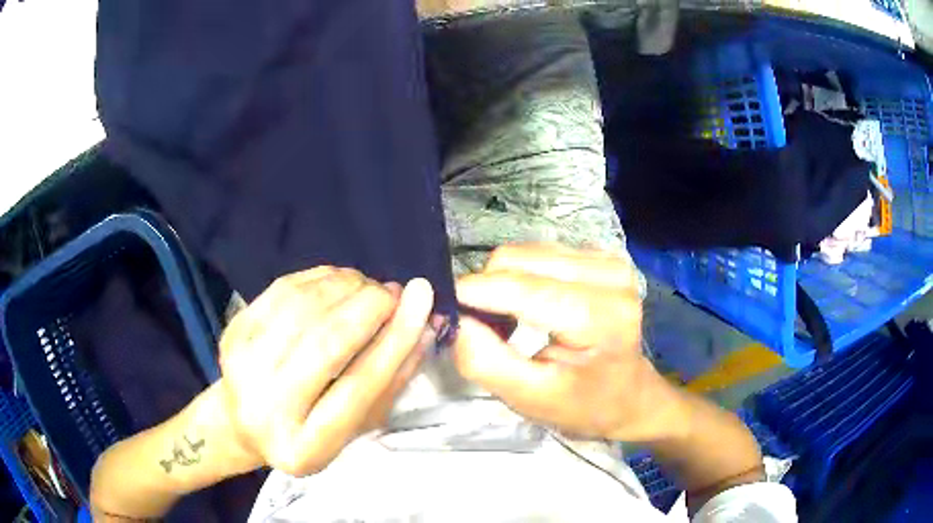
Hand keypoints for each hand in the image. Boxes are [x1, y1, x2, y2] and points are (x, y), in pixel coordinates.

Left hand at [218, 267, 434, 475]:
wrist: (244, 421)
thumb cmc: (310, 431)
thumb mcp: (357, 423)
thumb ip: (393, 378)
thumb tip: (425, 324)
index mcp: (305, 447)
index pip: (359, 387)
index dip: (395, 340)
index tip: (422, 299)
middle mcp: (266, 409)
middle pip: (327, 344)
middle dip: (370, 306)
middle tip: (393, 292)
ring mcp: (243, 366)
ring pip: (304, 308)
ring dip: (346, 286)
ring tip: (368, 287)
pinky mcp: (233, 331)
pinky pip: (284, 289)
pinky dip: (320, 277)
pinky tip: (339, 280)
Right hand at [454, 244, 678, 441]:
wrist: (628, 395)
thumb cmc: (584, 404)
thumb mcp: (531, 399)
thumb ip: (488, 363)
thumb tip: (456, 320)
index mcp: (601, 316)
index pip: (523, 289)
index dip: (473, 293)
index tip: (443, 308)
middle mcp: (609, 274)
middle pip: (519, 260)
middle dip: (488, 290)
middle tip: (483, 326)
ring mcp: (608, 260)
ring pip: (525, 252)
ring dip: (503, 282)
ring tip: (507, 318)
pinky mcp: (600, 255)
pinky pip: (540, 253)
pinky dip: (522, 276)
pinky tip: (530, 304)